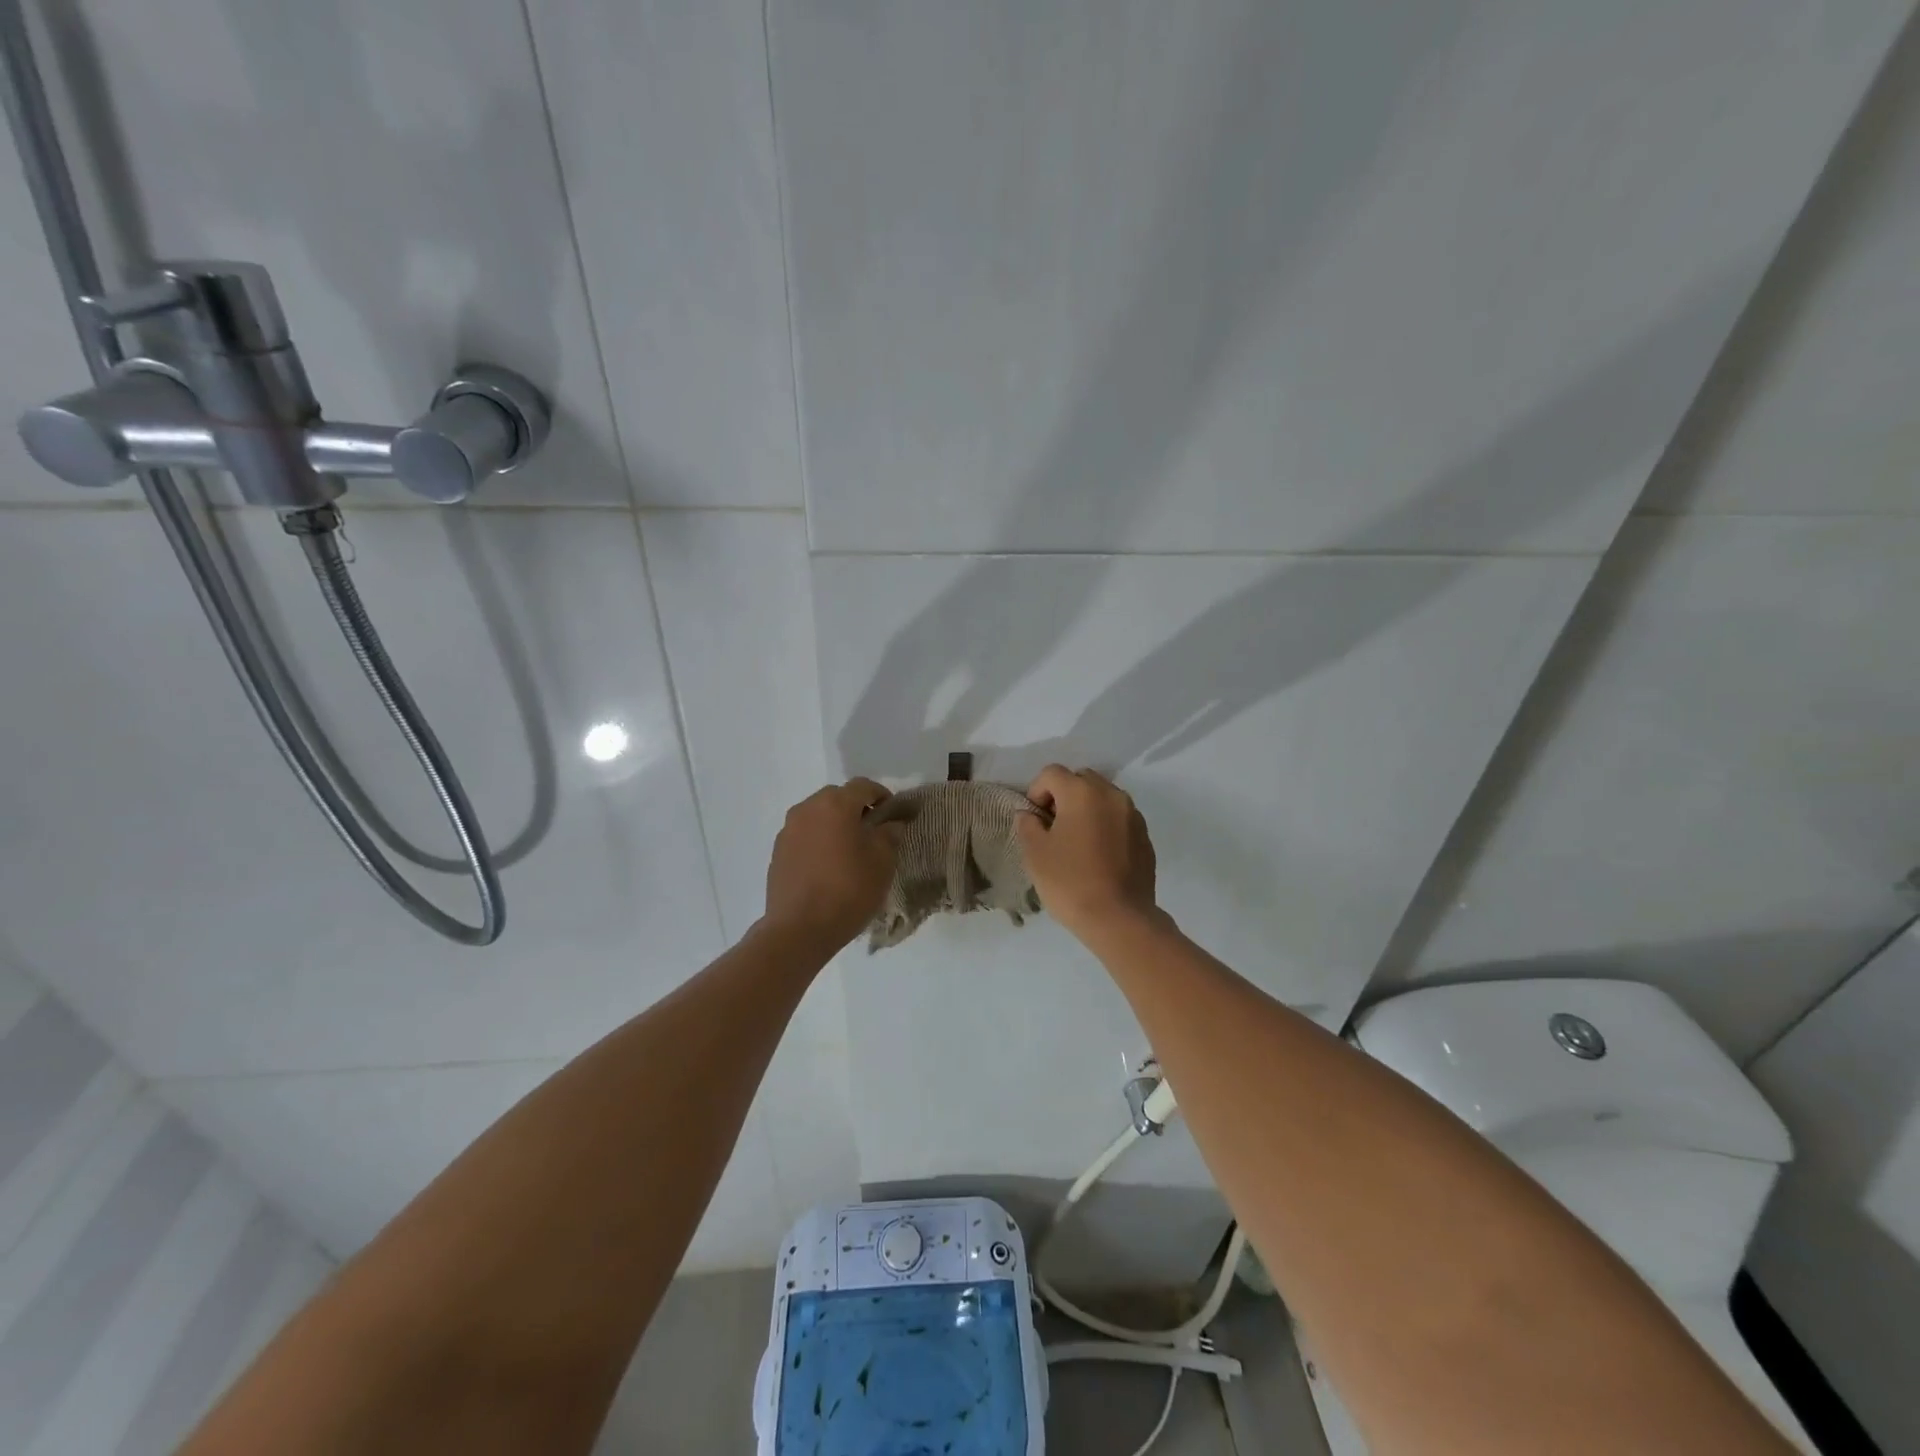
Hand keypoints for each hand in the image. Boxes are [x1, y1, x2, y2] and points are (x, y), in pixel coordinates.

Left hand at [762, 779, 903, 949]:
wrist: (799, 930)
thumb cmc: (848, 890)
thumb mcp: (883, 861)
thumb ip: (890, 833)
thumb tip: (890, 822)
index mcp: (835, 804)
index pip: (863, 786)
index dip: (882, 796)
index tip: (893, 815)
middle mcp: (807, 809)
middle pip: (837, 797)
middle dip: (856, 809)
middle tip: (872, 833)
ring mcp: (788, 830)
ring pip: (818, 816)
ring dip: (835, 825)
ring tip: (848, 851)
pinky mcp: (777, 852)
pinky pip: (804, 835)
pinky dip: (818, 841)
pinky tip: (827, 867)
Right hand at [1016, 766, 1158, 940]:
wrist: (1119, 919)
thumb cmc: (1070, 882)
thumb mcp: (1035, 853)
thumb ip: (1027, 825)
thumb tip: (1029, 814)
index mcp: (1082, 793)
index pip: (1052, 773)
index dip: (1036, 791)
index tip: (1034, 820)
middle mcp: (1111, 795)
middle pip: (1081, 779)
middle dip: (1063, 795)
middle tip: (1054, 826)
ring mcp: (1133, 815)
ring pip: (1103, 797)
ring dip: (1087, 808)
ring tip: (1077, 841)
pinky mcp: (1145, 836)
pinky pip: (1119, 818)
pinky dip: (1106, 825)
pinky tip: (1098, 855)